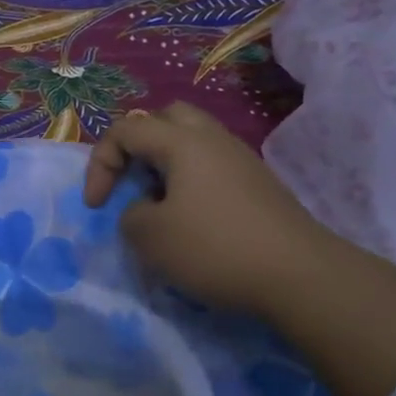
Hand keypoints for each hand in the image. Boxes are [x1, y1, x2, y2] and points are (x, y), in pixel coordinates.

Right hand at [87, 101, 395, 395]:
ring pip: (192, 142)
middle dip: (137, 146)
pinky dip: (190, 182)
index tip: (96, 206)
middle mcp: (213, 139)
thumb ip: (130, 215)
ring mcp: (241, 160)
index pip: (125, 130)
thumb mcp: (151, 237)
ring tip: (158, 204)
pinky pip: (212, 166)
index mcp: (182, 141)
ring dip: (165, 165)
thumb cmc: (215, 248)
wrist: (299, 275)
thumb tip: (144, 210)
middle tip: (130, 181)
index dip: (100, 164)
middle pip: (165, 120)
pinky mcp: (258, 184)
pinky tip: (192, 220)